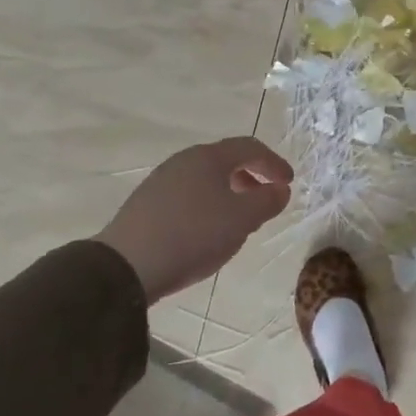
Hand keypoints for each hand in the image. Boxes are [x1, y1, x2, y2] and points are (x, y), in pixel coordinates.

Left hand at [95, 138, 292, 302]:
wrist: (126, 267)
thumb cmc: (194, 235)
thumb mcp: (243, 219)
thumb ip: (268, 201)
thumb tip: (280, 189)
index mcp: (209, 157)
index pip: (250, 147)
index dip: (274, 163)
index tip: (289, 183)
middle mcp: (183, 161)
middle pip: (225, 160)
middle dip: (251, 177)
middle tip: (265, 199)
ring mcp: (160, 182)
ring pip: (205, 179)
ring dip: (229, 193)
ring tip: (238, 220)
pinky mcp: (145, 205)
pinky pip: (187, 196)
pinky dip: (206, 205)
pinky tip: (207, 231)